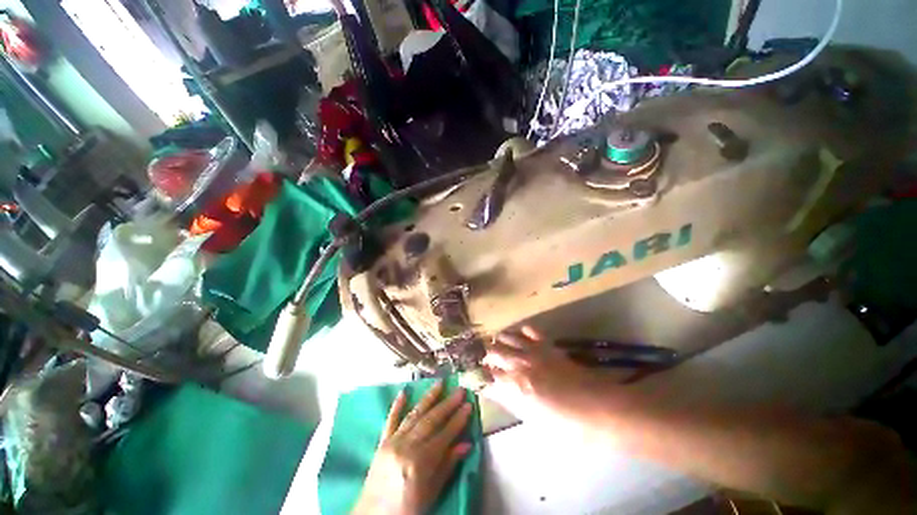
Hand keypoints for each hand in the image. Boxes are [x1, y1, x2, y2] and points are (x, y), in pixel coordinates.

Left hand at [352, 380, 472, 514]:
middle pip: (431, 420)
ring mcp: (393, 442)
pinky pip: (390, 420)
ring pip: (414, 415)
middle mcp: (407, 447)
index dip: (458, 419)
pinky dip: (397, 405)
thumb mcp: (431, 494)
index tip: (469, 405)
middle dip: (448, 404)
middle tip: (460, 390)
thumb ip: (448, 466)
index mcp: (420, 462)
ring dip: (428, 398)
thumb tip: (466, 444)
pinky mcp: (382, 443)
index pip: (445, 434)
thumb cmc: (406, 510)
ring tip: (440, 383)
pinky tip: (404, 392)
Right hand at [482, 326, 605, 424]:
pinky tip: (519, 336)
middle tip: (483, 361)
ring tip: (496, 345)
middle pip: (493, 352)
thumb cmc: (569, 426)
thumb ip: (513, 403)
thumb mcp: (535, 421)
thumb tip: (498, 392)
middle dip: (484, 356)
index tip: (474, 378)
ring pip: (506, 337)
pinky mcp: (547, 345)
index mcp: (516, 387)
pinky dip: (521, 331)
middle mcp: (520, 364)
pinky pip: (529, 330)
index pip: (487, 377)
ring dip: (498, 341)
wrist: (601, 408)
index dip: (478, 377)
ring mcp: (534, 351)